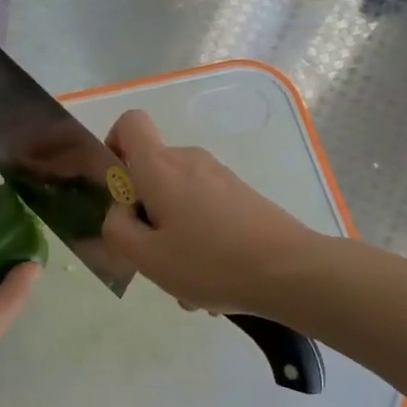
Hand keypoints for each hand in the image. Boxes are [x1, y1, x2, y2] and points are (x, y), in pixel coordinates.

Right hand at [101, 110, 319, 313]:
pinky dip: (199, 241)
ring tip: (188, 282)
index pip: (130, 123)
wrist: (292, 271)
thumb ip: (117, 230)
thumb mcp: (147, 257)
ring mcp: (220, 178)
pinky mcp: (242, 196)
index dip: (114, 146)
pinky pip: (204, 212)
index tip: (117, 189)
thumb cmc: (211, 262)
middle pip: (152, 174)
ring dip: (173, 237)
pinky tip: (212, 281)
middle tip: (153, 257)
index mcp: (161, 167)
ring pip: (178, 201)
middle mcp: (190, 161)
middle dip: (144, 214)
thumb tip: (119, 212)